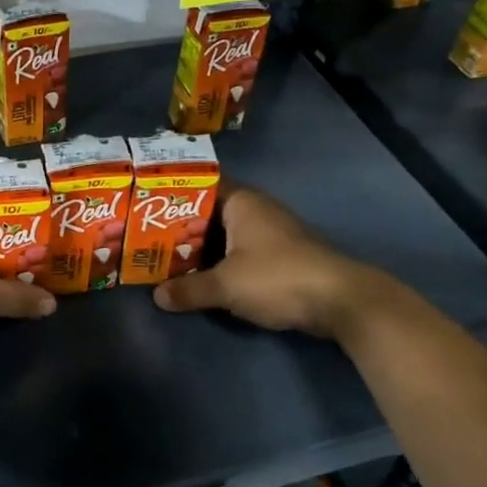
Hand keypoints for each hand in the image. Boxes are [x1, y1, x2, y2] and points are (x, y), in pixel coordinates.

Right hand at [152, 184, 366, 335]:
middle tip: (147, 237)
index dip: (173, 193)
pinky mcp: (281, 256)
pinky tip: (202, 276)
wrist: (341, 300)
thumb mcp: (226, 285)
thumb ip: (189, 289)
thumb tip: (157, 297)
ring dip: (201, 247)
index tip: (146, 205)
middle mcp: (256, 210)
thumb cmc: (277, 277)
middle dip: (181, 226)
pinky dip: (220, 260)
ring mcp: (271, 233)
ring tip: (167, 258)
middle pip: (210, 212)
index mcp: (242, 202)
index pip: (201, 185)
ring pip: (225, 234)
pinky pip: (240, 251)